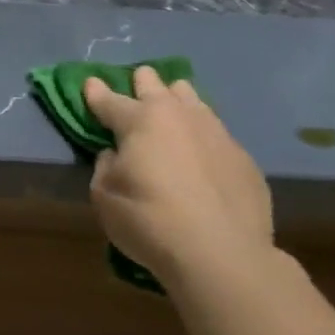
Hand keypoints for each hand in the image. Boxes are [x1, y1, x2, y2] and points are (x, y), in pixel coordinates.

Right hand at [83, 67, 273, 282]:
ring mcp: (217, 135)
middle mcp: (179, 117)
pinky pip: (217, 134)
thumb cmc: (148, 220)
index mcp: (139, 121)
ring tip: (175, 101)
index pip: (110, 100)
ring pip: (195, 102)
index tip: (90, 82)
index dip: (96, 92)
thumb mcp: (104, 195)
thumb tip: (117, 154)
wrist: (222, 254)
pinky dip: (203, 134)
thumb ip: (106, 166)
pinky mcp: (244, 159)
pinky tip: (203, 147)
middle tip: (139, 79)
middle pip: (158, 87)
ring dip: (179, 99)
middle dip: (143, 82)